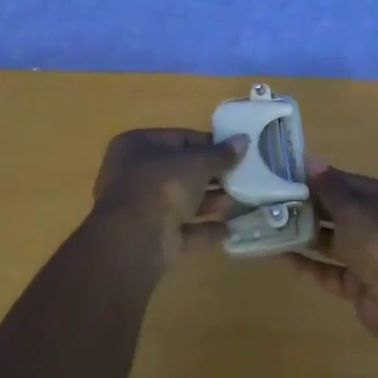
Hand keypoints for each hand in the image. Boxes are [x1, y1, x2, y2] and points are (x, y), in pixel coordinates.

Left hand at [87, 128, 245, 274]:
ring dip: (209, 202)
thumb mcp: (197, 163)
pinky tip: (228, 230)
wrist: (135, 239)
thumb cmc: (162, 185)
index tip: (234, 152)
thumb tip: (243, 140)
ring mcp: (140, 208)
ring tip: (236, 202)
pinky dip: (203, 230)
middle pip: (179, 171)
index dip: (208, 144)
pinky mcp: (150, 236)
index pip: (179, 138)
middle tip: (239, 178)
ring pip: (180, 200)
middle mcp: (134, 174)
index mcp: (137, 146)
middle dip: (210, 176)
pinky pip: (181, 229)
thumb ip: (221, 154)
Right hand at [288, 160, 377, 347]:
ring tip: (270, 225)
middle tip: (272, 200)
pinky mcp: (358, 283)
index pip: (346, 182)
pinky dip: (308, 264)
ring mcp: (368, 255)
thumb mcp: (353, 208)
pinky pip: (328, 270)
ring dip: (305, 234)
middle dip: (308, 207)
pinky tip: (280, 256)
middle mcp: (377, 223)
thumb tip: (312, 160)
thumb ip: (329, 188)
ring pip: (332, 241)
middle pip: (338, 211)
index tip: (285, 175)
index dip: (318, 179)